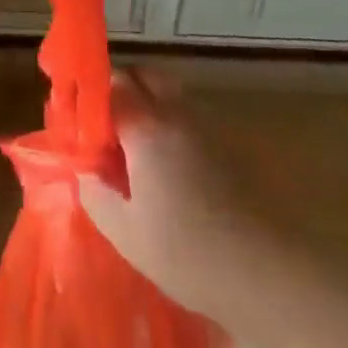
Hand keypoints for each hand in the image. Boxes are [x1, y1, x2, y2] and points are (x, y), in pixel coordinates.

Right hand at [78, 73, 279, 320]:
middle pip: (144, 75)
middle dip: (121, 91)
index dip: (91, 99)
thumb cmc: (189, 253)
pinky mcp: (227, 144)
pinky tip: (168, 167)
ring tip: (136, 150)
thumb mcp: (127, 234)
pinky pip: (189, 117)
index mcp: (147, 126)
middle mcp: (176, 113)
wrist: (267, 271)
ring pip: (169, 93)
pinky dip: (171, 125)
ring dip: (148, 106)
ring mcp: (206, 125)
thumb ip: (97, 195)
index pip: (111, 84)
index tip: (81, 125)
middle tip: (107, 130)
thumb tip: (85, 171)